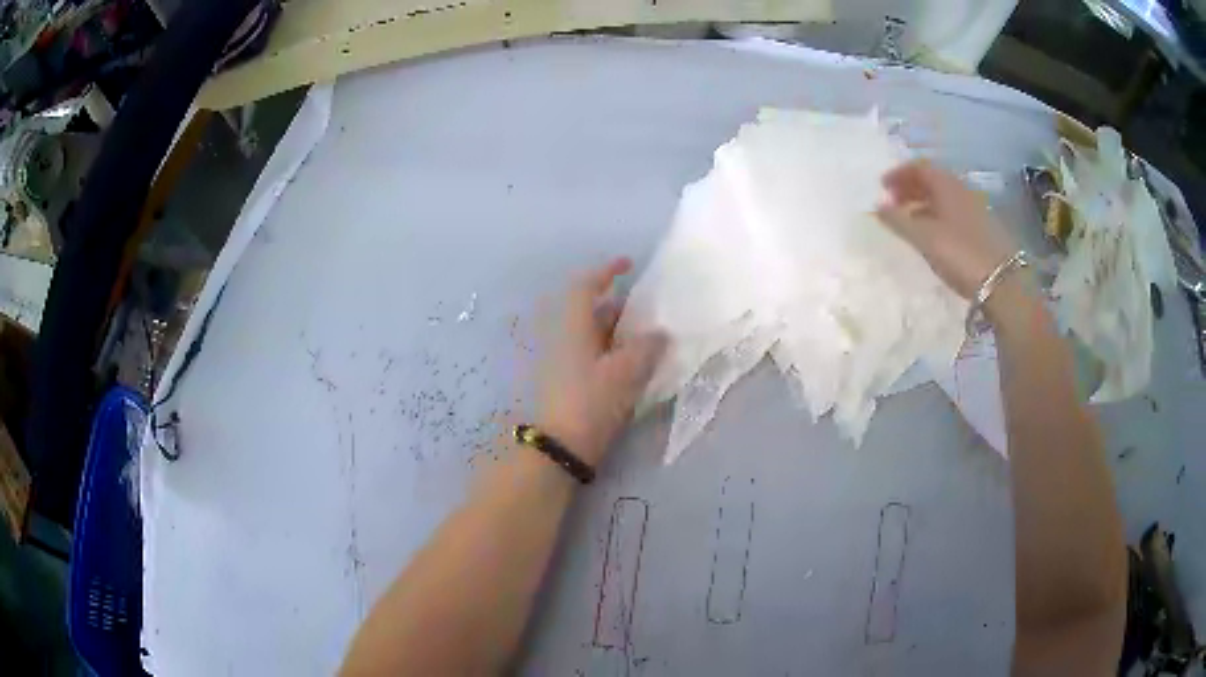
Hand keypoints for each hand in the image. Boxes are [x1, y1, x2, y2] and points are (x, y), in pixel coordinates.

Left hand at [538, 258, 666, 466]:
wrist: (558, 446)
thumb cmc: (590, 401)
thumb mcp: (626, 372)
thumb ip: (647, 348)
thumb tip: (659, 334)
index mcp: (572, 325)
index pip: (586, 286)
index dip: (606, 271)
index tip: (628, 264)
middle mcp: (562, 337)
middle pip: (590, 311)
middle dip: (619, 307)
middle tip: (648, 312)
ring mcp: (560, 360)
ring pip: (591, 335)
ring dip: (617, 332)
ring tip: (647, 339)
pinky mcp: (564, 381)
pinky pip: (590, 355)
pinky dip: (610, 352)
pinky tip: (630, 366)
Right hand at [876, 159, 1016, 299]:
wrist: (1003, 283)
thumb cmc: (961, 254)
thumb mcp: (925, 238)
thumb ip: (899, 221)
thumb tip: (877, 206)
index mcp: (947, 185)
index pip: (919, 167)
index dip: (899, 174)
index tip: (882, 187)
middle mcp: (962, 191)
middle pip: (932, 180)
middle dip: (910, 187)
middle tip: (893, 202)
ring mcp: (975, 209)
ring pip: (944, 198)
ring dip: (924, 203)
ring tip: (909, 220)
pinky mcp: (983, 229)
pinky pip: (954, 213)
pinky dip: (938, 216)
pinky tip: (933, 235)